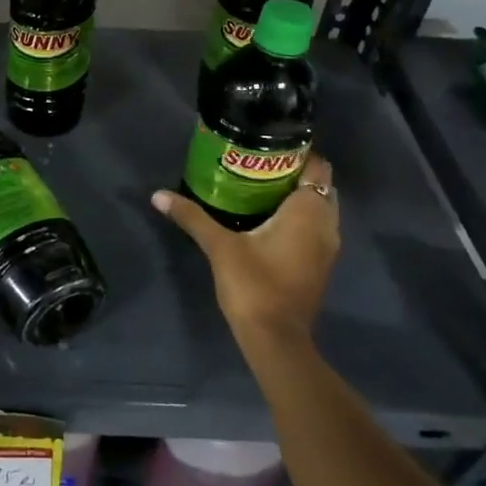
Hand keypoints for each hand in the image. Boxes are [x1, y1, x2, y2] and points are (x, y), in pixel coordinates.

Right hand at [152, 152, 340, 337]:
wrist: (275, 339)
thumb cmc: (254, 284)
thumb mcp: (219, 246)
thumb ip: (192, 216)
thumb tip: (158, 195)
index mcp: (309, 211)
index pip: (318, 165)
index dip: (297, 152)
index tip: (267, 146)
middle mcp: (326, 224)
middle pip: (319, 185)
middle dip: (294, 173)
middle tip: (257, 166)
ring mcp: (326, 248)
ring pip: (318, 209)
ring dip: (296, 197)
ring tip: (258, 188)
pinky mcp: (319, 266)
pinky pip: (314, 228)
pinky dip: (297, 219)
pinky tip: (266, 220)